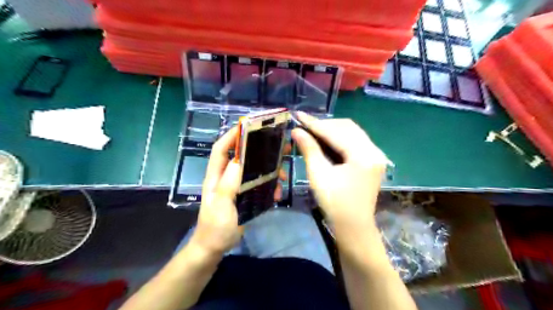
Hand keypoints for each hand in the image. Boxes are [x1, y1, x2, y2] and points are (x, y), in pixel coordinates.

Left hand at [189, 127, 287, 254]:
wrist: (215, 248)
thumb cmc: (215, 227)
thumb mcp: (221, 205)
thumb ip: (228, 183)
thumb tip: (239, 159)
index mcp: (216, 176)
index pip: (221, 149)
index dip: (232, 135)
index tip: (248, 126)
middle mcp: (226, 177)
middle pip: (242, 156)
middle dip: (259, 149)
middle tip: (278, 146)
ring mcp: (236, 186)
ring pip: (254, 170)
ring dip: (269, 170)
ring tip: (283, 175)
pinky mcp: (245, 195)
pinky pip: (259, 184)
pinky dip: (270, 186)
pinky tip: (278, 193)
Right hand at [290, 113, 387, 235]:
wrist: (353, 227)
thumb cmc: (334, 204)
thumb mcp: (318, 175)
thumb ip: (309, 149)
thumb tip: (296, 130)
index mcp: (363, 156)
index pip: (336, 132)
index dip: (315, 123)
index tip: (298, 115)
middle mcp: (374, 151)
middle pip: (347, 127)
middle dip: (325, 125)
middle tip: (304, 126)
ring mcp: (376, 155)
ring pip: (352, 132)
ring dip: (332, 130)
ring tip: (313, 132)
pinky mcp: (373, 160)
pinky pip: (355, 141)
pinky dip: (340, 138)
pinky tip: (326, 141)